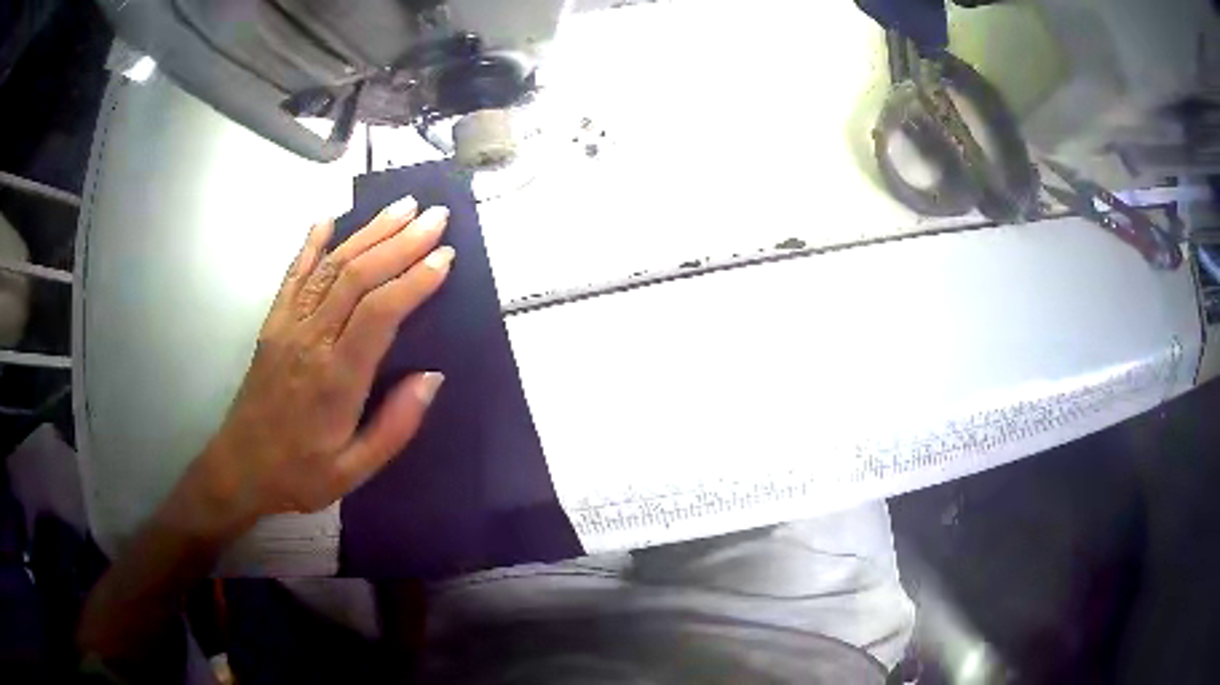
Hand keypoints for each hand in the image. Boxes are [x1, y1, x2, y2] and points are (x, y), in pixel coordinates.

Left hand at [170, 196, 452, 537]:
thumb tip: (432, 376)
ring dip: (368, 232)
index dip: (414, 280)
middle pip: (357, 276)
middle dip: (400, 241)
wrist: (240, 468)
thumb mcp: (355, 471)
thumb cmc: (300, 473)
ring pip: (330, 267)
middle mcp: (311, 340)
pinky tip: (329, 219)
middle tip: (435, 216)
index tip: (445, 256)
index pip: (379, 313)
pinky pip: (292, 274)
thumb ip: (395, 426)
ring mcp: (287, 326)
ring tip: (402, 207)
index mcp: (335, 379)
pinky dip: (311, 243)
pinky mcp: (272, 322)